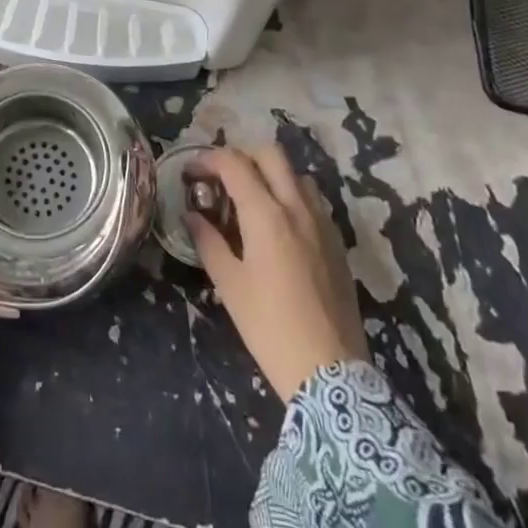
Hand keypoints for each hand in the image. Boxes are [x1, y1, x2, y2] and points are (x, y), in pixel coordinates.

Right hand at [187, 145, 367, 400]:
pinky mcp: (337, 243)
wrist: (330, 373)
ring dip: (270, 175)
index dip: (208, 160)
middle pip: (270, 155)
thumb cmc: (270, 328)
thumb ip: (208, 241)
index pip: (234, 163)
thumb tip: (192, 215)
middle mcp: (297, 208)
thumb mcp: (229, 285)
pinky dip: (291, 197)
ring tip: (251, 201)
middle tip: (221, 180)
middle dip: (241, 157)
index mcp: (266, 215)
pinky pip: (313, 201)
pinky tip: (279, 227)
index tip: (190, 174)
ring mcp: (322, 223)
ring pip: (296, 175)